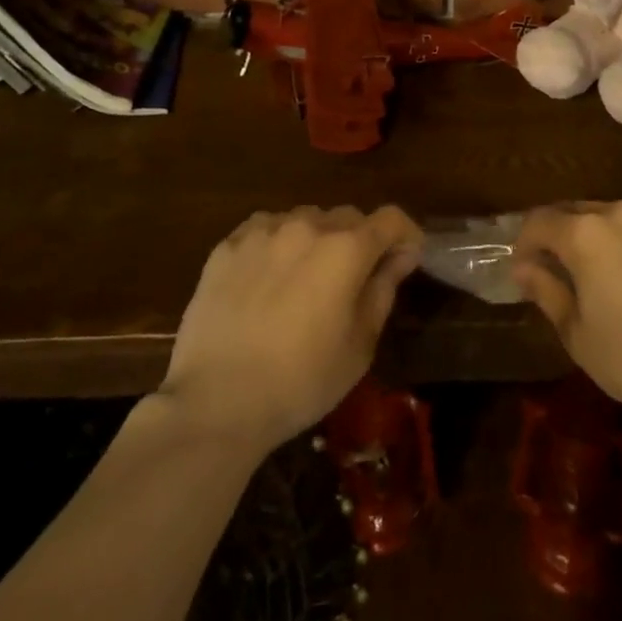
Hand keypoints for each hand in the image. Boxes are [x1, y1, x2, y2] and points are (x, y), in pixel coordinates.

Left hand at [164, 206, 421, 450]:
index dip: (406, 234)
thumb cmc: (301, 381)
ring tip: (306, 278)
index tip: (405, 259)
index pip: (391, 219)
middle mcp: (308, 226)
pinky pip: (265, 229)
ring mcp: (263, 231)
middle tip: (354, 278)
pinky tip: (268, 278)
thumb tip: (401, 256)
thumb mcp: (360, 345)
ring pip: (305, 220)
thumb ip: (383, 289)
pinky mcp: (227, 246)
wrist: (216, 402)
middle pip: (348, 217)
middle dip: (360, 240)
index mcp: (347, 249)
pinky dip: (278, 244)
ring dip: (316, 240)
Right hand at [513, 201, 621, 424]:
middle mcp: (619, 215)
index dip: (524, 242)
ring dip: (599, 238)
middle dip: (560, 235)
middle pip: (576, 212)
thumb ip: (546, 290)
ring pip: (615, 220)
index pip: (539, 221)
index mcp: (584, 234)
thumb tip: (523, 267)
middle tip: (556, 268)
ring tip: (602, 274)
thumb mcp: (576, 331)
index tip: (523, 268)